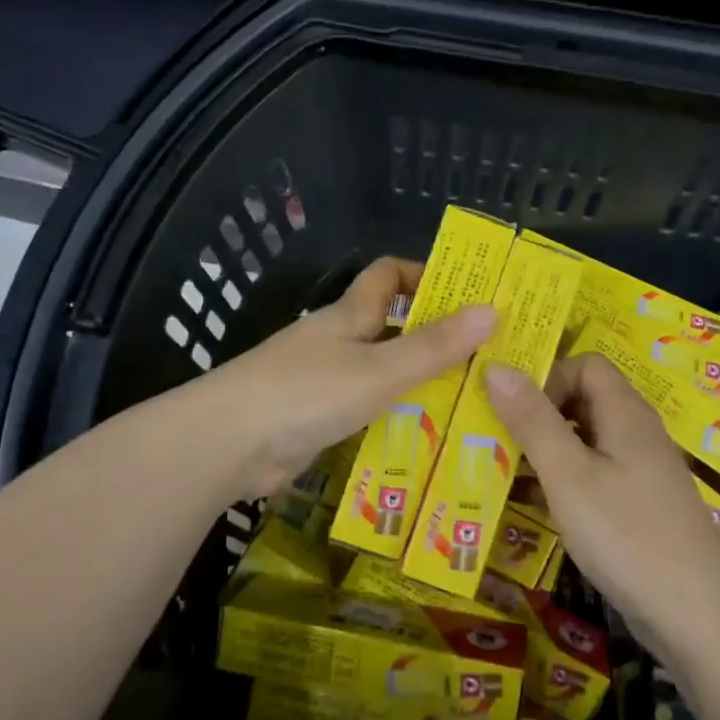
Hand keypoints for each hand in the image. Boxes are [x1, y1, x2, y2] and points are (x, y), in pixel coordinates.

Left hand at [213, 257, 493, 500]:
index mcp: (349, 315)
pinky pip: (364, 410)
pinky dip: (392, 419)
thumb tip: (493, 309)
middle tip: (486, 361)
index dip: (424, 275)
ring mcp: (322, 381)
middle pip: (390, 327)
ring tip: (469, 404)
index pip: (387, 275)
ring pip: (380, 372)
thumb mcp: (380, 369)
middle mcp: (337, 341)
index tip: (466, 296)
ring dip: (417, 384)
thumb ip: (435, 346)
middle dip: (434, 338)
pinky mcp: (314, 419)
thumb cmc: (307, 393)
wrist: (227, 444)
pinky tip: (423, 440)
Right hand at [485, 353, 719, 646]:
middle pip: (584, 400)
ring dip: (545, 449)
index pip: (586, 365)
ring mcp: (641, 471)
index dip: (549, 377)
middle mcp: (637, 433)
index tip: (513, 409)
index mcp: (625, 413)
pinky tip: (532, 505)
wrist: (696, 613)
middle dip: (539, 413)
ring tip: (503, 470)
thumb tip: (496, 365)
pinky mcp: (639, 505)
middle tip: (497, 438)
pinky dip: (562, 480)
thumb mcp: (568, 475)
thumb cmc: (626, 535)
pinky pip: (594, 474)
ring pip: (586, 441)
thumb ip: (532, 420)